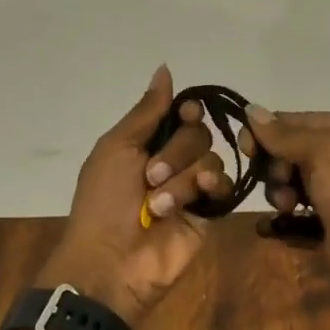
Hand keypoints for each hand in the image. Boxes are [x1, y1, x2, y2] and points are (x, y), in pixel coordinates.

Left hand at [39, 65, 231, 328]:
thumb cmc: (104, 201)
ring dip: (184, 177)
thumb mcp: (117, 147)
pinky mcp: (208, 212)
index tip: (183, 115)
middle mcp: (171, 159)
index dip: (186, 111)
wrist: (111, 262)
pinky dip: (212, 186)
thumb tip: (165, 67)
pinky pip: (224, 185)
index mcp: (145, 141)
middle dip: (176, 152)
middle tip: (150, 177)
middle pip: (198, 133)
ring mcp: (191, 187)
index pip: (181, 112)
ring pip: (210, 158)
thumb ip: (147, 110)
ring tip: (161, 204)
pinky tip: (200, 194)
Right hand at [241, 107, 329, 329]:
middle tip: (280, 185)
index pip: (289, 121)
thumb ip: (286, 135)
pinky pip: (296, 222)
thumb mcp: (325, 153)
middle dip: (271, 167)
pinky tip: (270, 230)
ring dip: (278, 195)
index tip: (245, 151)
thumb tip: (250, 110)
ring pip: (289, 186)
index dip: (263, 132)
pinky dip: (281, 225)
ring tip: (287, 209)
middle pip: (286, 153)